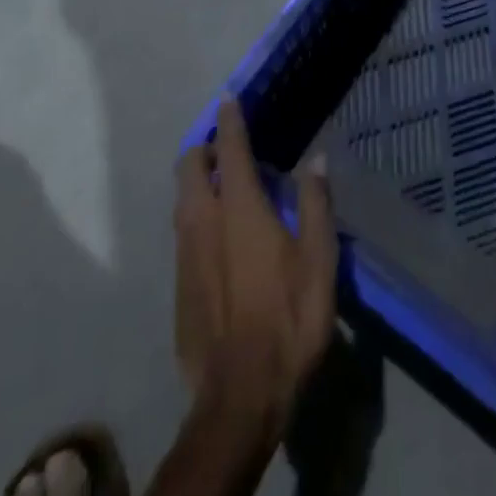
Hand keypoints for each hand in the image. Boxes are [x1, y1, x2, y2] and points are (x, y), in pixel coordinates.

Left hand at [174, 98, 336, 439]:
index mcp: (239, 208)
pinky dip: (196, 217)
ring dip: (198, 182)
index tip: (228, 98)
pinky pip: (183, 233)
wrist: (239, 396)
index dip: (230, 120)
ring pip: (182, 199)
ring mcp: (184, 254)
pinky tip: (220, 239)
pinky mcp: (177, 285)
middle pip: (190, 166)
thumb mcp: (319, 261)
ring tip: (226, 189)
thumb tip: (317, 159)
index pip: (230, 148)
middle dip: (205, 149)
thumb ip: (316, 204)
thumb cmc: (288, 319)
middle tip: (231, 151)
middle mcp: (203, 220)